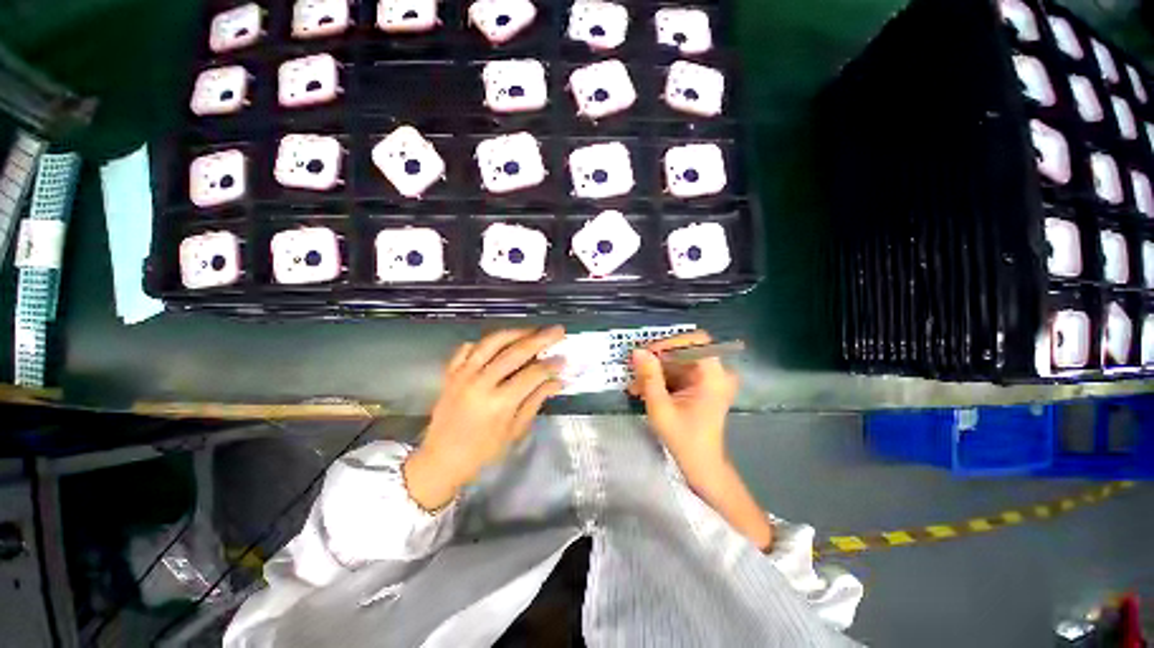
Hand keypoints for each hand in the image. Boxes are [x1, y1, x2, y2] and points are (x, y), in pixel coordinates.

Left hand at [404, 327, 565, 510]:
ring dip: (515, 332)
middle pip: (515, 352)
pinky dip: (484, 342)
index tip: (565, 357)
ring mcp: (463, 375)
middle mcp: (480, 383)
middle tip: (557, 330)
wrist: (441, 460)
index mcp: (499, 403)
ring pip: (492, 343)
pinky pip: (467, 348)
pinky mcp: (450, 373)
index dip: (551, 365)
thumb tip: (558, 381)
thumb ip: (535, 401)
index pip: (532, 374)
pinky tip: (499, 341)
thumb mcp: (515, 430)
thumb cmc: (483, 451)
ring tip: (533, 329)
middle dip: (540, 339)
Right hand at [628, 330, 738, 480]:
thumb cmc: (684, 439)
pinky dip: (661, 379)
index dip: (671, 342)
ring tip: (636, 386)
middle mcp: (716, 373)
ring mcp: (710, 379)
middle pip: (685, 351)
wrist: (701, 465)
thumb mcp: (660, 407)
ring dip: (656, 371)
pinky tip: (644, 390)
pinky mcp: (701, 386)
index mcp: (713, 376)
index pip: (696, 341)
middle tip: (636, 370)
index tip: (649, 354)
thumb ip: (649, 376)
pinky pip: (679, 372)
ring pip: (679, 362)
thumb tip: (638, 351)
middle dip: (658, 359)